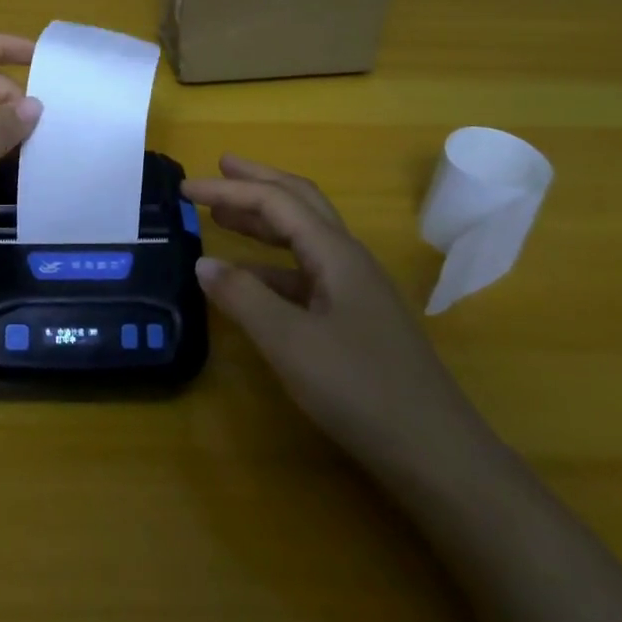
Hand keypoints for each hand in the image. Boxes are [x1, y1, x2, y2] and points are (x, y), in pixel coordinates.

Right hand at [185, 155, 488, 475]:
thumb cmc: (360, 388)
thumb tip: (203, 262)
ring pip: (304, 236)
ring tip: (224, 215)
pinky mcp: (355, 318)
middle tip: (219, 167)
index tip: (185, 188)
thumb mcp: (290, 342)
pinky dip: (272, 263)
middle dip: (257, 182)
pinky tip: (250, 278)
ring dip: (264, 219)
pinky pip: (306, 272)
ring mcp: (355, 289)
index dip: (229, 189)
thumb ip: (243, 297)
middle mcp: (348, 259)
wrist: (436, 453)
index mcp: (336, 253)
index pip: (276, 201)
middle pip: (299, 202)